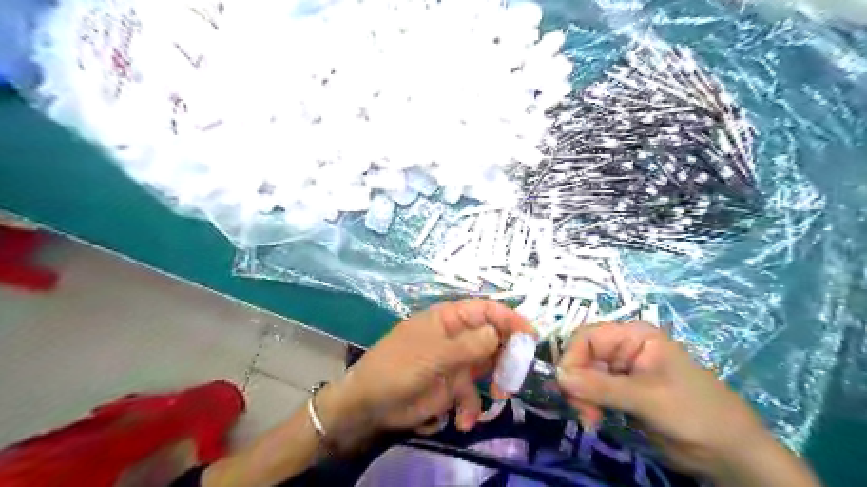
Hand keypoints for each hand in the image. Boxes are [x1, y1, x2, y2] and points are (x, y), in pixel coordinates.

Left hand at [330, 299, 531, 442]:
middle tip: (517, 372)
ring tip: (499, 396)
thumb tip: (498, 333)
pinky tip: (462, 421)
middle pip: (492, 338)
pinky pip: (473, 394)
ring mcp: (455, 362)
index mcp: (449, 319)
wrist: (369, 404)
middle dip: (507, 354)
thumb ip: (467, 345)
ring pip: (488, 366)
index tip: (530, 335)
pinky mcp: (452, 387)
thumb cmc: (397, 367)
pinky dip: (472, 408)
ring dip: (497, 381)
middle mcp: (456, 338)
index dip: (509, 318)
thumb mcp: (432, 354)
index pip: (485, 310)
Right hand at [556, 322, 763, 476]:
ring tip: (590, 420)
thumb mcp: (647, 398)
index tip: (566, 387)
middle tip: (582, 412)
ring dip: (581, 397)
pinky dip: (589, 405)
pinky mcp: (622, 393)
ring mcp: (623, 372)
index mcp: (633, 336)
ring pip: (585, 376)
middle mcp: (624, 349)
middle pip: (583, 356)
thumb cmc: (695, 413)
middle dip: (577, 383)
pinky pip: (593, 392)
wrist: (730, 454)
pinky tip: (595, 421)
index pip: (587, 337)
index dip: (571, 358)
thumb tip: (558, 377)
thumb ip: (601, 386)